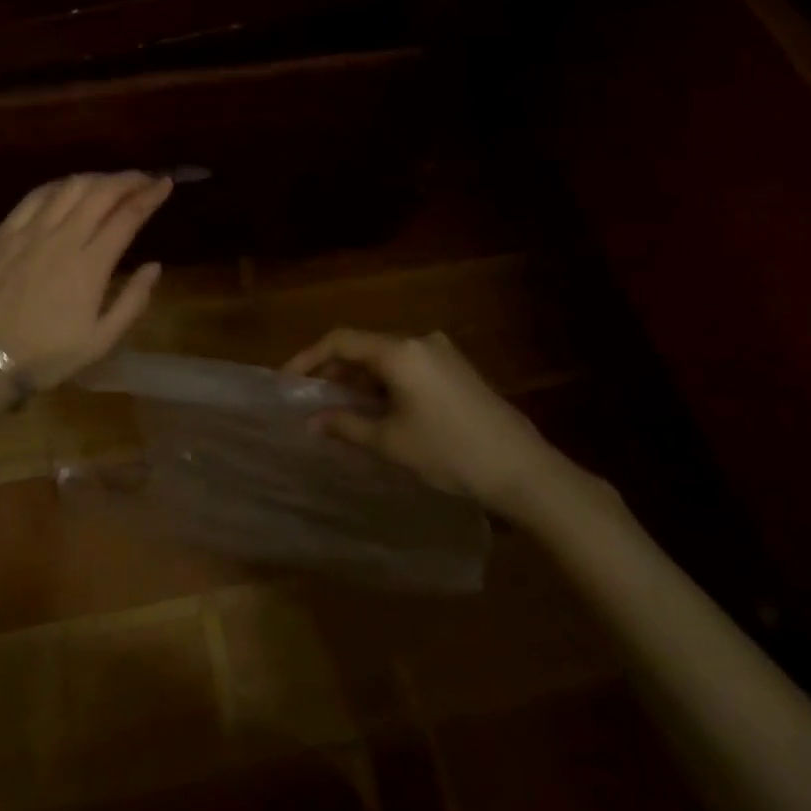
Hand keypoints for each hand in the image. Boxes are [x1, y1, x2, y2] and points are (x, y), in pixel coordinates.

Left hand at [0, 172, 173, 389]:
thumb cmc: (48, 355)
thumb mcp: (101, 340)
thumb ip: (133, 301)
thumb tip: (155, 266)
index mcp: (90, 265)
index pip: (127, 216)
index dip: (150, 195)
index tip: (165, 183)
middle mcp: (62, 239)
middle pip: (100, 193)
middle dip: (127, 179)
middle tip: (143, 178)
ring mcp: (29, 232)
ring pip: (69, 188)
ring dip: (96, 179)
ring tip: (110, 182)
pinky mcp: (4, 233)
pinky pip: (35, 196)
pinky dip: (59, 186)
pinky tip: (68, 188)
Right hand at [282, 329, 567, 511]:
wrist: (523, 470)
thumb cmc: (449, 452)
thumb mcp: (391, 441)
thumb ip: (346, 425)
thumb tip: (311, 421)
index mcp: (400, 351)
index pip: (341, 340)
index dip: (308, 358)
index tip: (287, 380)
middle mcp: (420, 341)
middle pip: (364, 346)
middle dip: (334, 369)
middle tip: (311, 398)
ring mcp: (443, 353)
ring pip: (387, 358)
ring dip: (360, 378)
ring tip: (341, 407)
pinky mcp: (458, 369)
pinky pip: (408, 366)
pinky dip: (385, 382)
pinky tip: (379, 409)